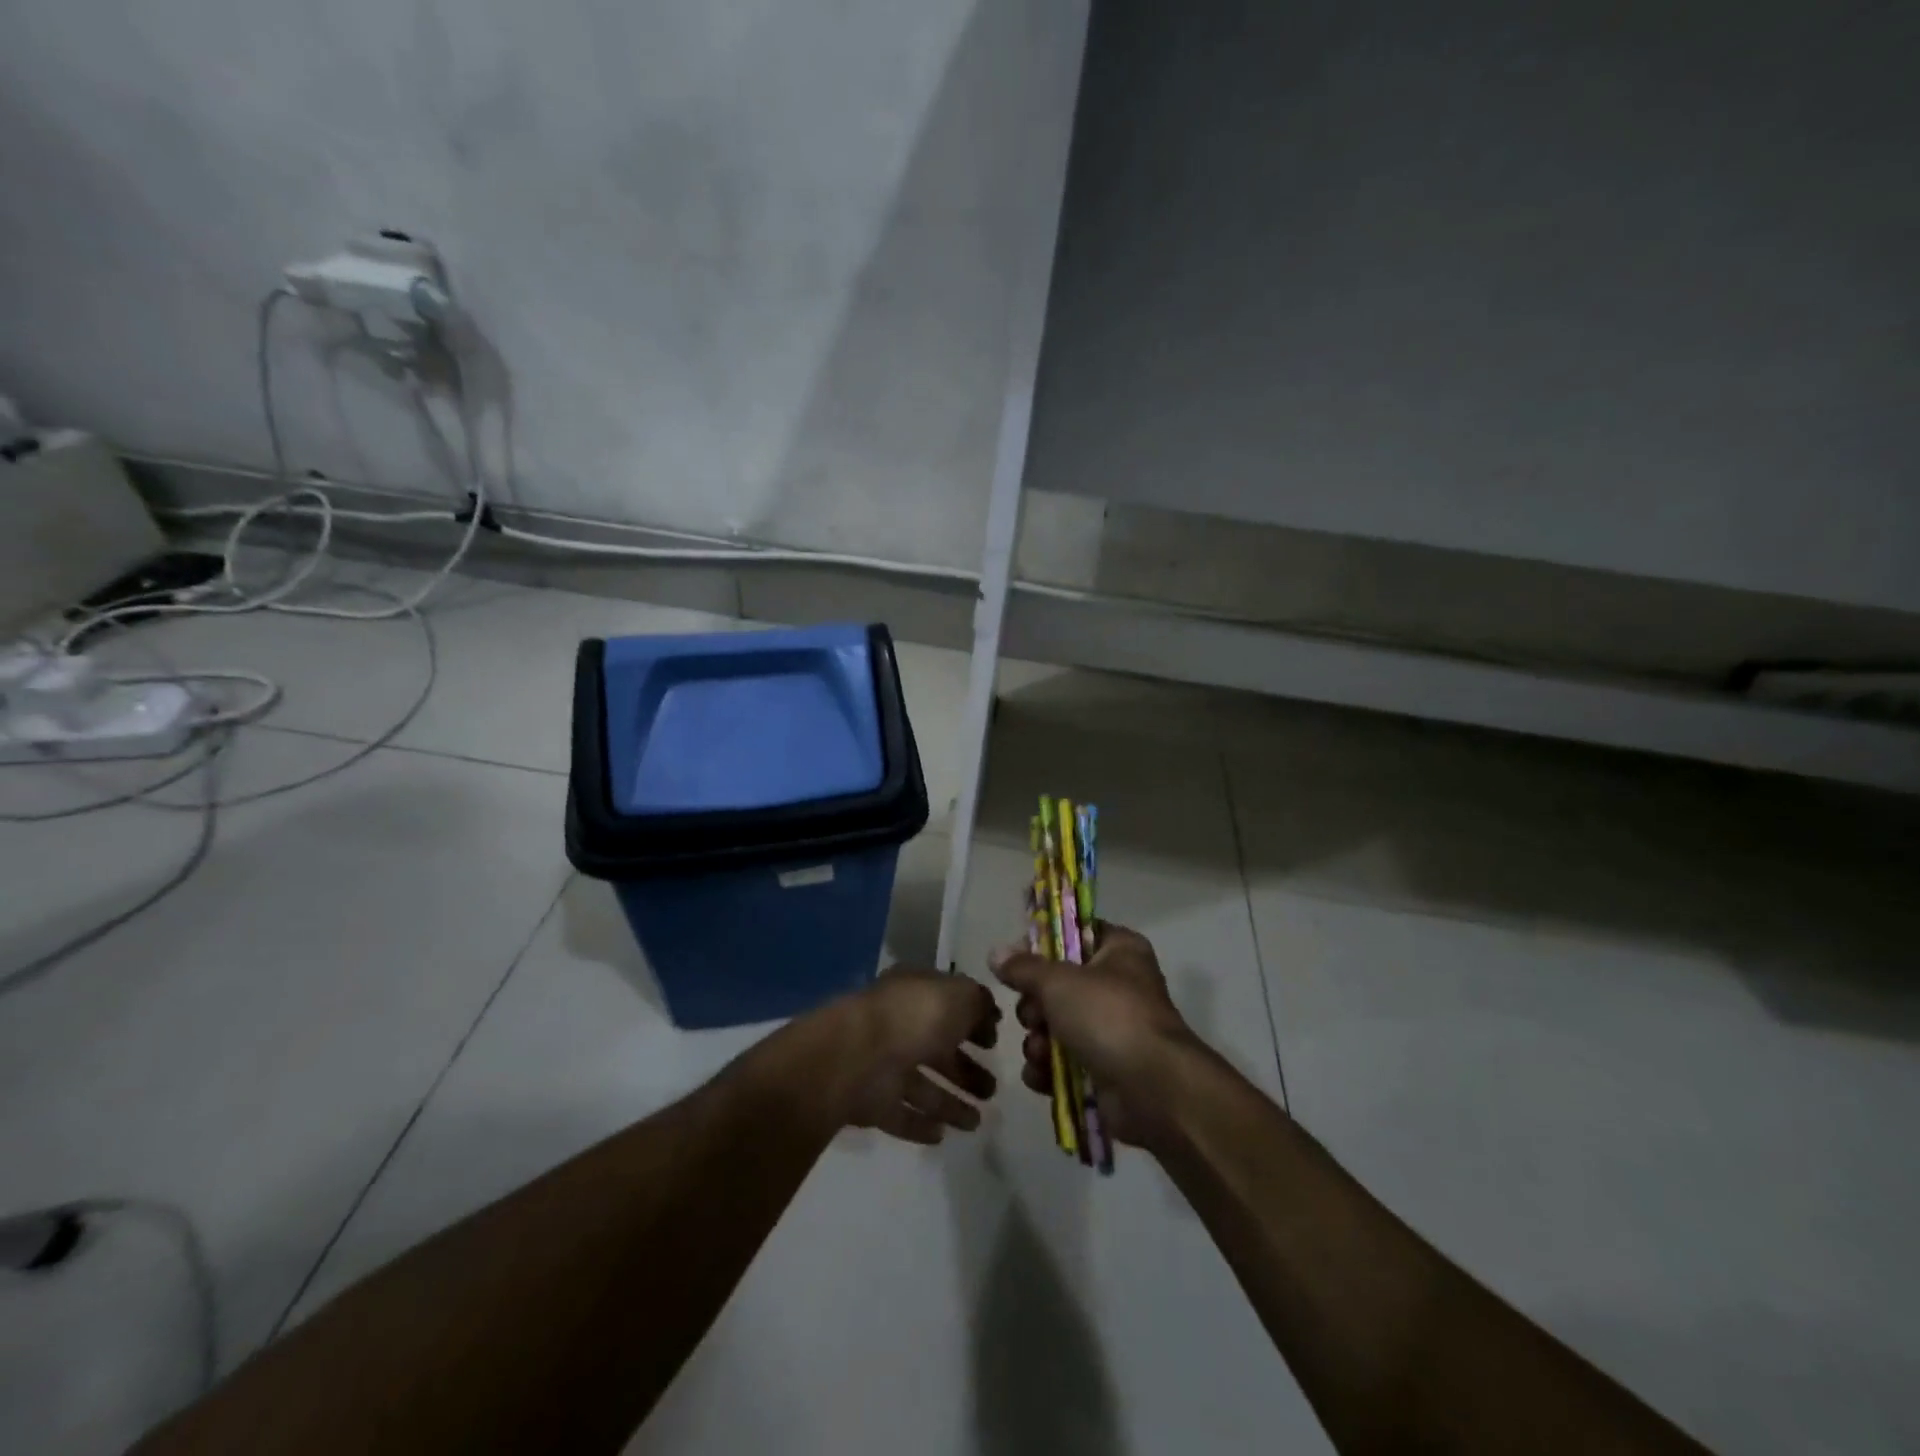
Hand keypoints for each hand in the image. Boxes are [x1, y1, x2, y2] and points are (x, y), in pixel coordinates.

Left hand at [831, 969, 1000, 1144]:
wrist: (858, 1057)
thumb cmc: (914, 1017)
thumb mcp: (960, 995)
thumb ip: (980, 1002)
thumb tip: (990, 1014)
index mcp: (916, 992)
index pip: (948, 1004)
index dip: (974, 1021)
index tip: (995, 1043)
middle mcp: (898, 1025)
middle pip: (937, 1049)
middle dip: (966, 1069)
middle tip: (991, 1089)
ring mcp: (882, 1064)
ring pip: (922, 1085)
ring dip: (949, 1103)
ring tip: (976, 1123)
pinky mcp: (871, 1101)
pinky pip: (900, 1113)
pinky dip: (919, 1124)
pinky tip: (942, 1135)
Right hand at [991, 922, 1193, 1147]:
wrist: (1152, 1090)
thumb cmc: (1109, 1017)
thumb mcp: (1059, 981)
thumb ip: (1024, 967)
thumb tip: (996, 953)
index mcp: (1120, 951)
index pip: (1076, 933)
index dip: (1044, 943)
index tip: (1018, 958)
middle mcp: (1118, 986)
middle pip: (1059, 984)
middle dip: (1035, 1005)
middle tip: (1033, 1015)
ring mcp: (1112, 1030)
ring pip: (1056, 1025)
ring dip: (1038, 1040)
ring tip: (1040, 1051)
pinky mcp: (1105, 1070)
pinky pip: (1063, 1062)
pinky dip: (1049, 1069)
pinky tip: (1041, 1076)